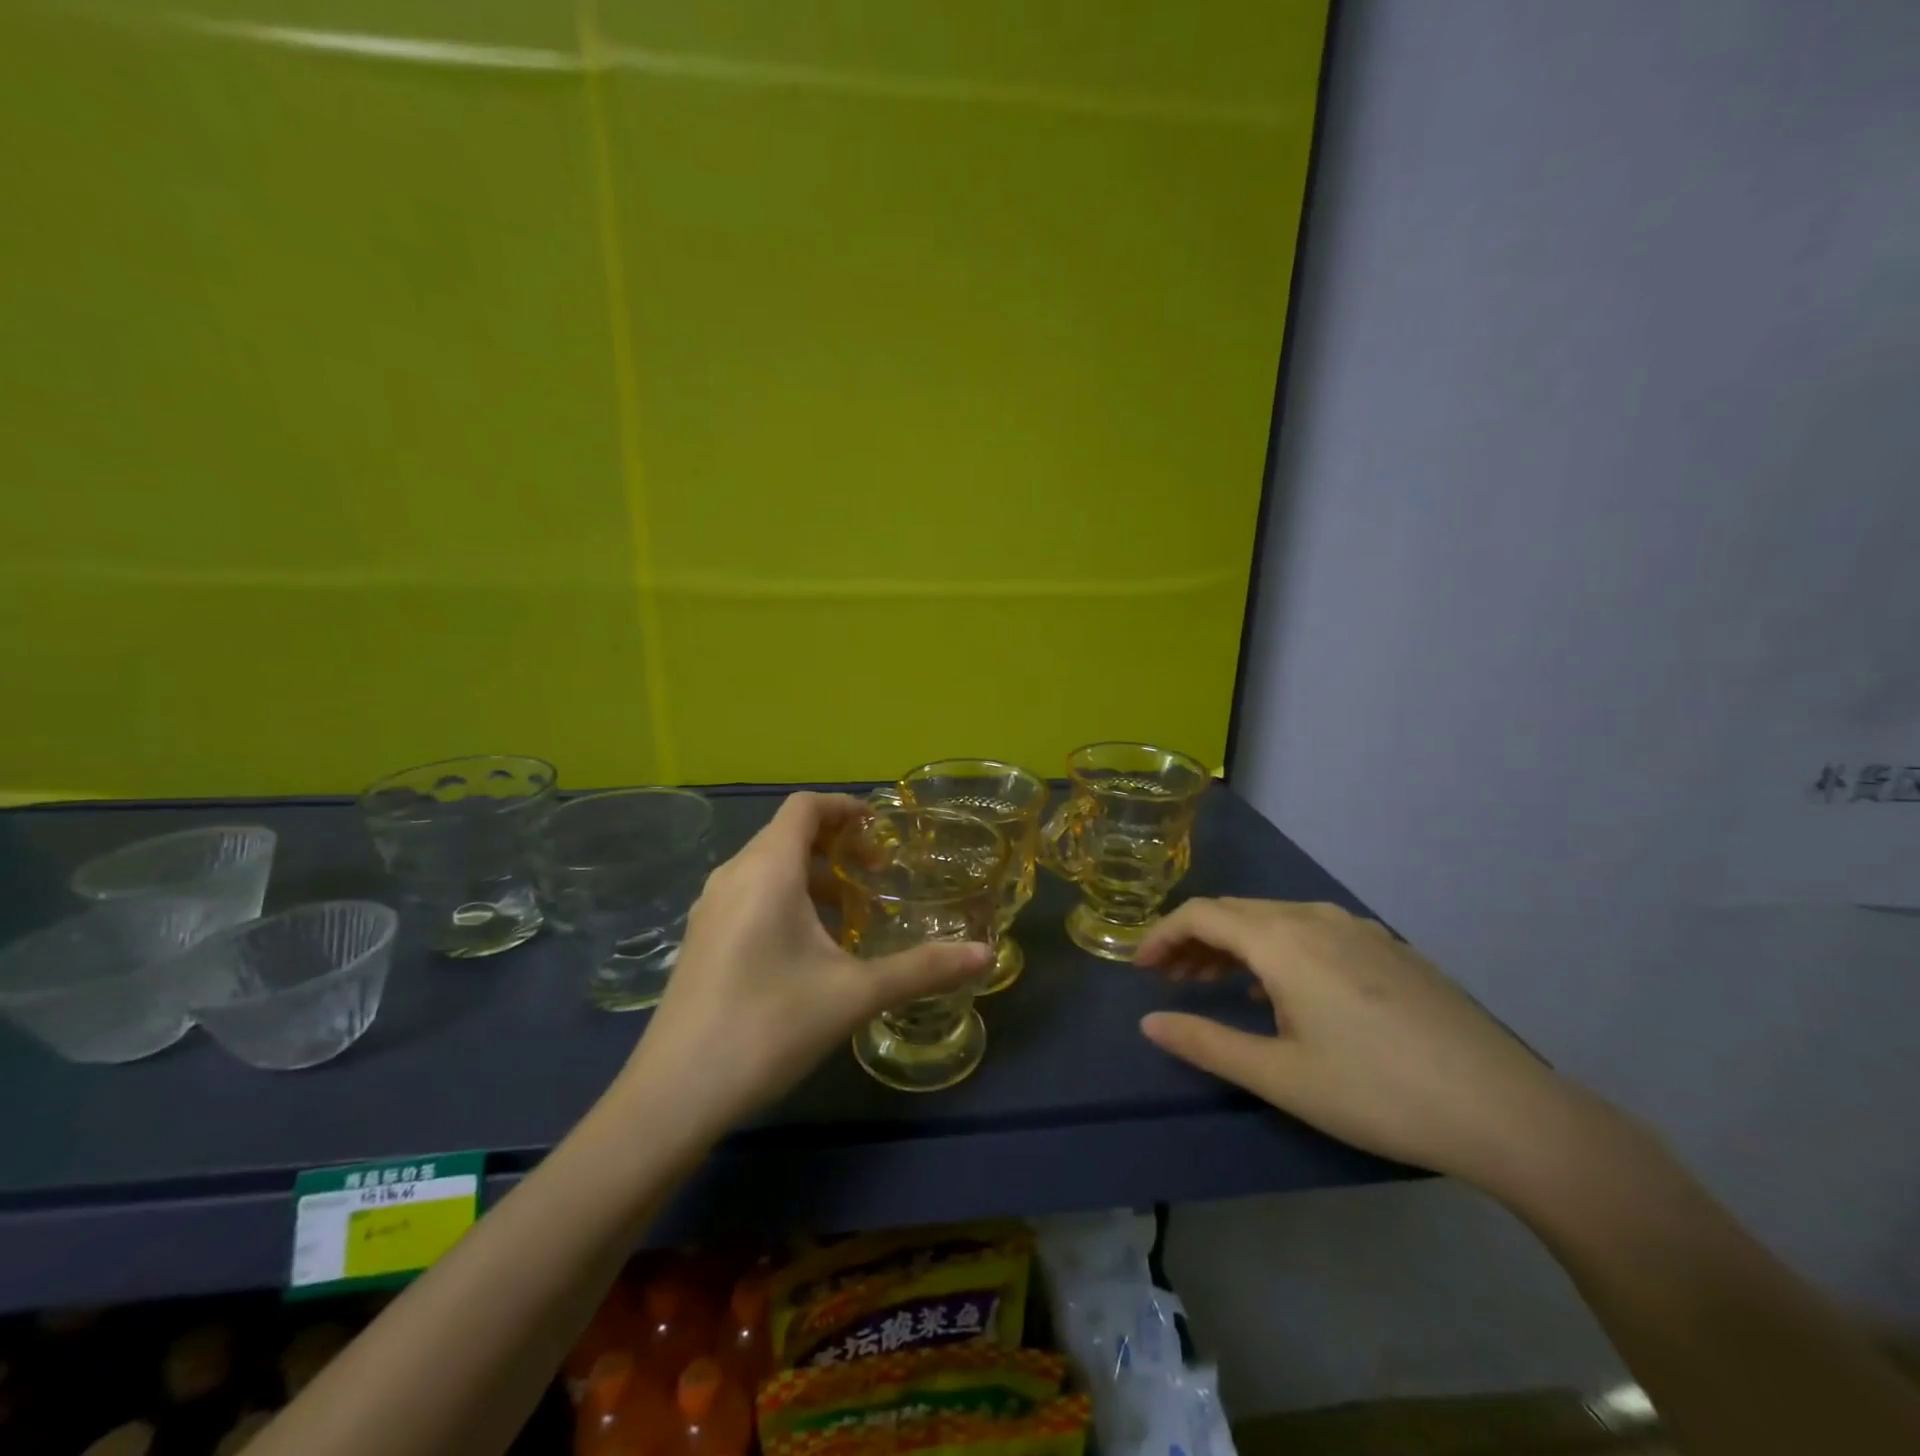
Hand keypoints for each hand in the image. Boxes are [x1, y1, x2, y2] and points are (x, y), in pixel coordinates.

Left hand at [623, 792, 989, 1130]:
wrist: (674, 1095)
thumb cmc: (768, 1026)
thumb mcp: (854, 994)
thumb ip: (922, 969)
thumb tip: (985, 955)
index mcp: (767, 870)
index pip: (805, 807)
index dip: (844, 808)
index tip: (882, 830)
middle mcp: (733, 876)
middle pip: (787, 834)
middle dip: (836, 845)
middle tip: (877, 875)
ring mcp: (710, 909)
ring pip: (767, 867)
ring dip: (812, 876)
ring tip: (851, 913)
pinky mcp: (701, 940)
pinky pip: (750, 895)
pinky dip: (787, 899)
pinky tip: (810, 949)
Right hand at [1137, 898, 1602, 1195]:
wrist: (1505, 1110)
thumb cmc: (1376, 1092)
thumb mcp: (1279, 1076)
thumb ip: (1205, 1043)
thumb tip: (1149, 1023)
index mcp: (1282, 939)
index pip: (1201, 915)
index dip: (1161, 936)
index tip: (1140, 969)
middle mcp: (1315, 917)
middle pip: (1235, 911)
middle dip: (1194, 939)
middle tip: (1171, 981)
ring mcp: (1358, 929)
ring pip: (1274, 919)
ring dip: (1234, 943)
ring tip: (1217, 983)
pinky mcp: (1389, 947)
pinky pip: (1312, 931)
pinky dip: (1276, 948)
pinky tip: (1285, 991)